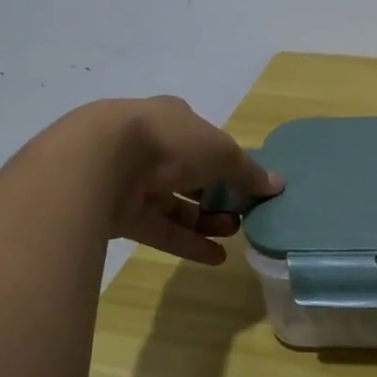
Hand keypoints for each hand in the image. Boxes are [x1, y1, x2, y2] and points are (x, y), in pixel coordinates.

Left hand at [44, 96, 281, 264]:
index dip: (227, 161)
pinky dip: (187, 242)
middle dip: (219, 195)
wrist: (98, 163)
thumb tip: (277, 185)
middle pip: (191, 174)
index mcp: (173, 118)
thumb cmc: (169, 141)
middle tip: (243, 214)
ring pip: (176, 203)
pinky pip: (161, 230)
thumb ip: (248, 171)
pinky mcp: (120, 215)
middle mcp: (151, 146)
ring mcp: (132, 181)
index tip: (247, 184)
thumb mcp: (222, 151)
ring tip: (233, 235)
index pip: (205, 139)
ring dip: (206, 220)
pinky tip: (216, 258)